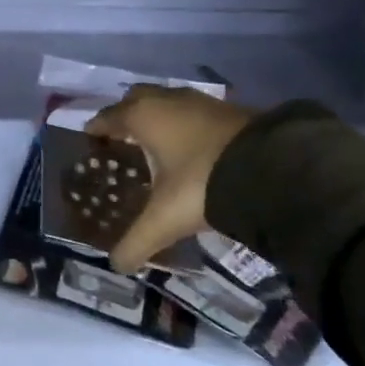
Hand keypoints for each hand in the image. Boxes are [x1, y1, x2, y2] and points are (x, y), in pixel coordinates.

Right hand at [86, 85, 253, 273]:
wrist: (274, 170)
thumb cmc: (202, 184)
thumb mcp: (164, 218)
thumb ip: (137, 241)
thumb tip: (116, 266)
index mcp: (142, 117)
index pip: (107, 116)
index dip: (96, 129)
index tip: (90, 141)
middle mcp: (167, 100)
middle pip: (135, 98)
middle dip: (126, 114)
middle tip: (123, 140)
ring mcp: (202, 101)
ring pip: (168, 102)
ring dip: (160, 117)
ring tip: (158, 144)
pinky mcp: (232, 109)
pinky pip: (196, 112)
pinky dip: (188, 124)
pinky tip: (193, 147)